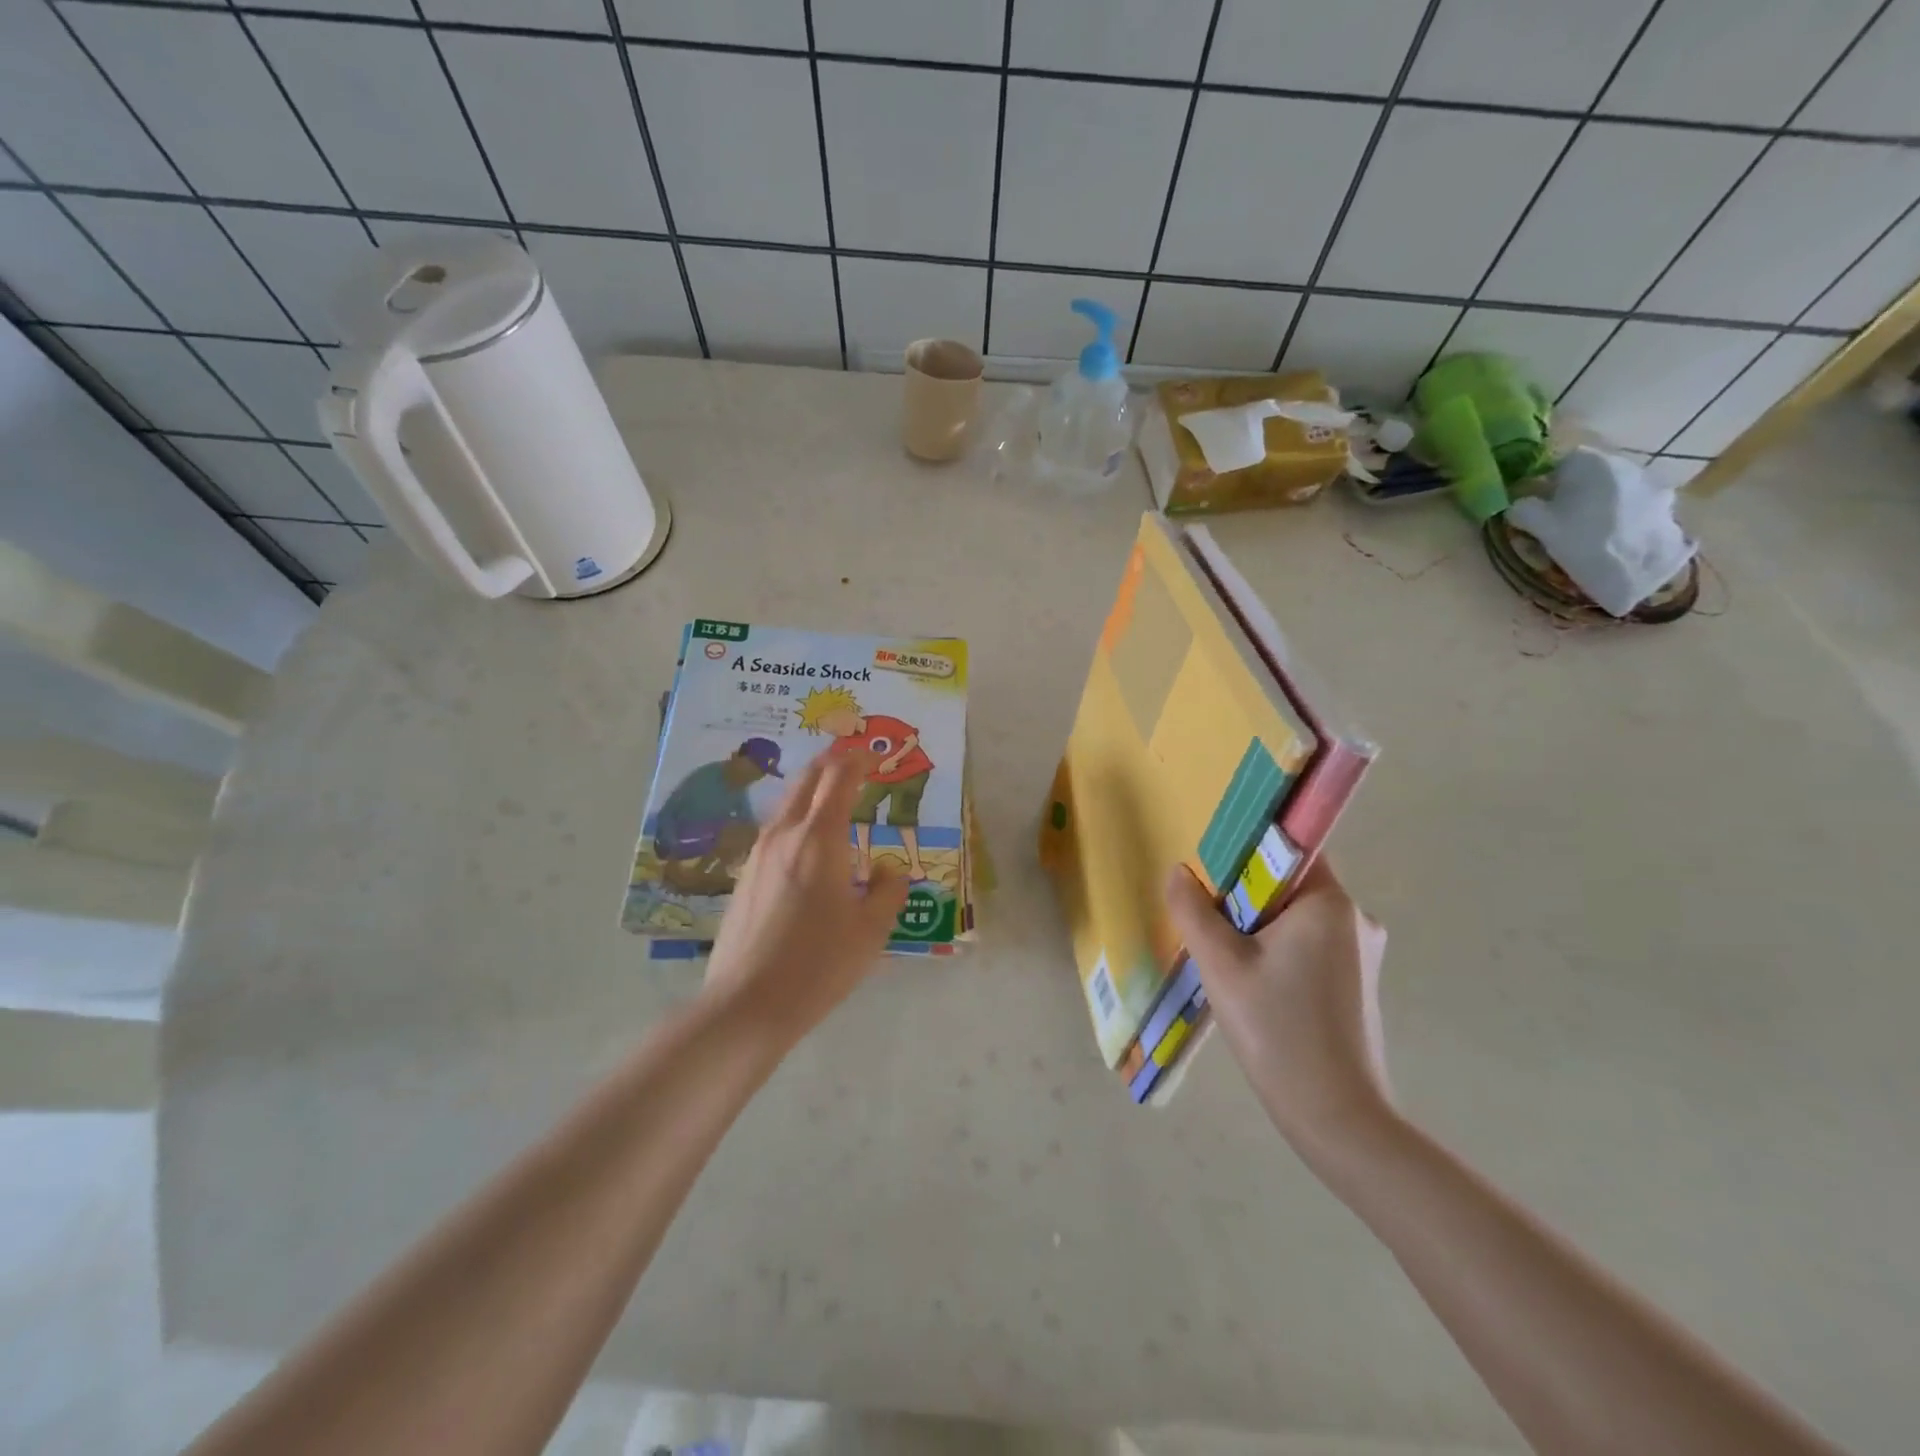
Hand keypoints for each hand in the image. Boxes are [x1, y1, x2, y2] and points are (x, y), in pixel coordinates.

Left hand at [704, 749, 909, 1046]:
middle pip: (807, 779)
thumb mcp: (871, 930)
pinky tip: (809, 847)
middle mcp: (784, 835)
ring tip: (836, 802)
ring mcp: (758, 854)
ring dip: (813, 791)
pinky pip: (776, 830)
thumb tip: (887, 869)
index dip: (859, 760)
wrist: (747, 1004)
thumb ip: (888, 890)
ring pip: (787, 803)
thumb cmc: (819, 963)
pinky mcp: (745, 876)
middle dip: (833, 764)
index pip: (839, 778)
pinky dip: (798, 819)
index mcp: (819, 839)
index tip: (877, 758)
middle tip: (857, 766)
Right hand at [1165, 858, 1392, 1147]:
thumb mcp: (1220, 965)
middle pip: (1289, 886)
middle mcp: (1356, 920)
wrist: (1337, 1118)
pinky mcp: (1358, 986)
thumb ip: (1193, 910)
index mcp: (1331, 903)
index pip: (1288, 850)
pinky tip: (1254, 987)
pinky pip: (1310, 948)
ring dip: (1259, 930)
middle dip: (1245, 899)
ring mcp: (1362, 956)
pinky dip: (1278, 954)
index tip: (1211, 874)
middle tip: (1209, 925)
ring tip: (1226, 962)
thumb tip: (1179, 872)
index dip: (1246, 853)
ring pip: (1296, 921)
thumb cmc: (1277, 1029)